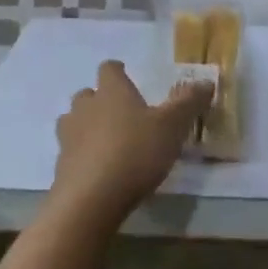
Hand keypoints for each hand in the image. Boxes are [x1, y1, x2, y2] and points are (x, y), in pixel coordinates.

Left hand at [49, 60, 208, 227]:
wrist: (90, 200)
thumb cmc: (135, 152)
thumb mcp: (172, 126)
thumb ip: (189, 103)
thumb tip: (206, 81)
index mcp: (112, 91)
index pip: (109, 69)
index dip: (117, 71)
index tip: (126, 75)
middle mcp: (86, 108)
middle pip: (87, 94)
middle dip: (100, 100)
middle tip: (120, 113)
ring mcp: (69, 137)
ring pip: (73, 121)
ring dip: (86, 126)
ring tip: (106, 140)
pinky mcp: (61, 166)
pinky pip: (71, 152)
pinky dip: (83, 156)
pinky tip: (99, 170)